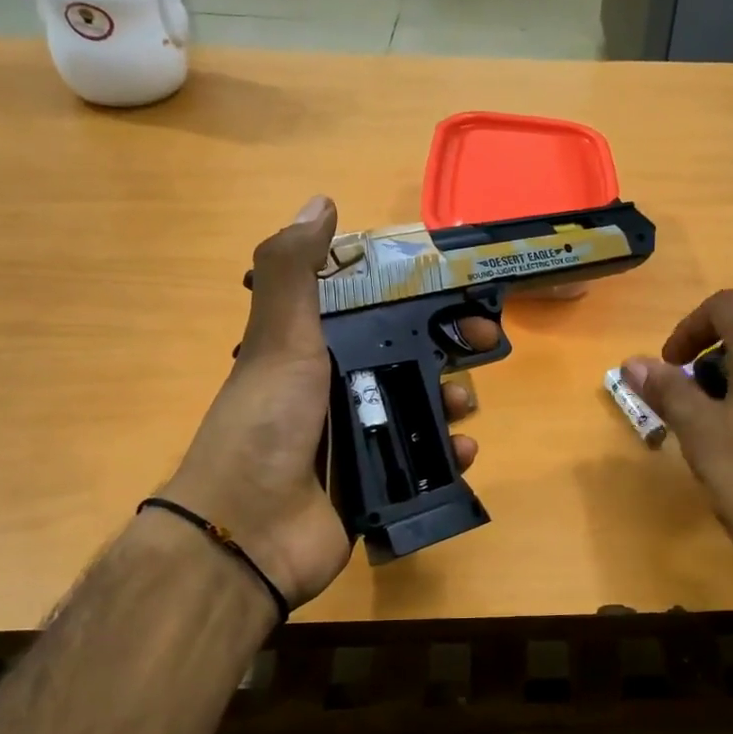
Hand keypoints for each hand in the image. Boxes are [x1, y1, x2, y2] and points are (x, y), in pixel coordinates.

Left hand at [160, 197, 498, 609]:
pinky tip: (463, 451)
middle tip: (484, 345)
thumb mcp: (278, 337)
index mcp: (313, 351)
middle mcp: (336, 390)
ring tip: (464, 408)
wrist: (248, 531)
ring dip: (452, 400)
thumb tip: (321, 203)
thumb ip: (293, 270)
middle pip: (407, 358)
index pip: (374, 311)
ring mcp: (357, 441)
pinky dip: (449, 454)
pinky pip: (425, 462)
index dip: (415, 297)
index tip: (454, 291)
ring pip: (421, 408)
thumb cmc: (267, 423)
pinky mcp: (377, 485)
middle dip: (448, 348)